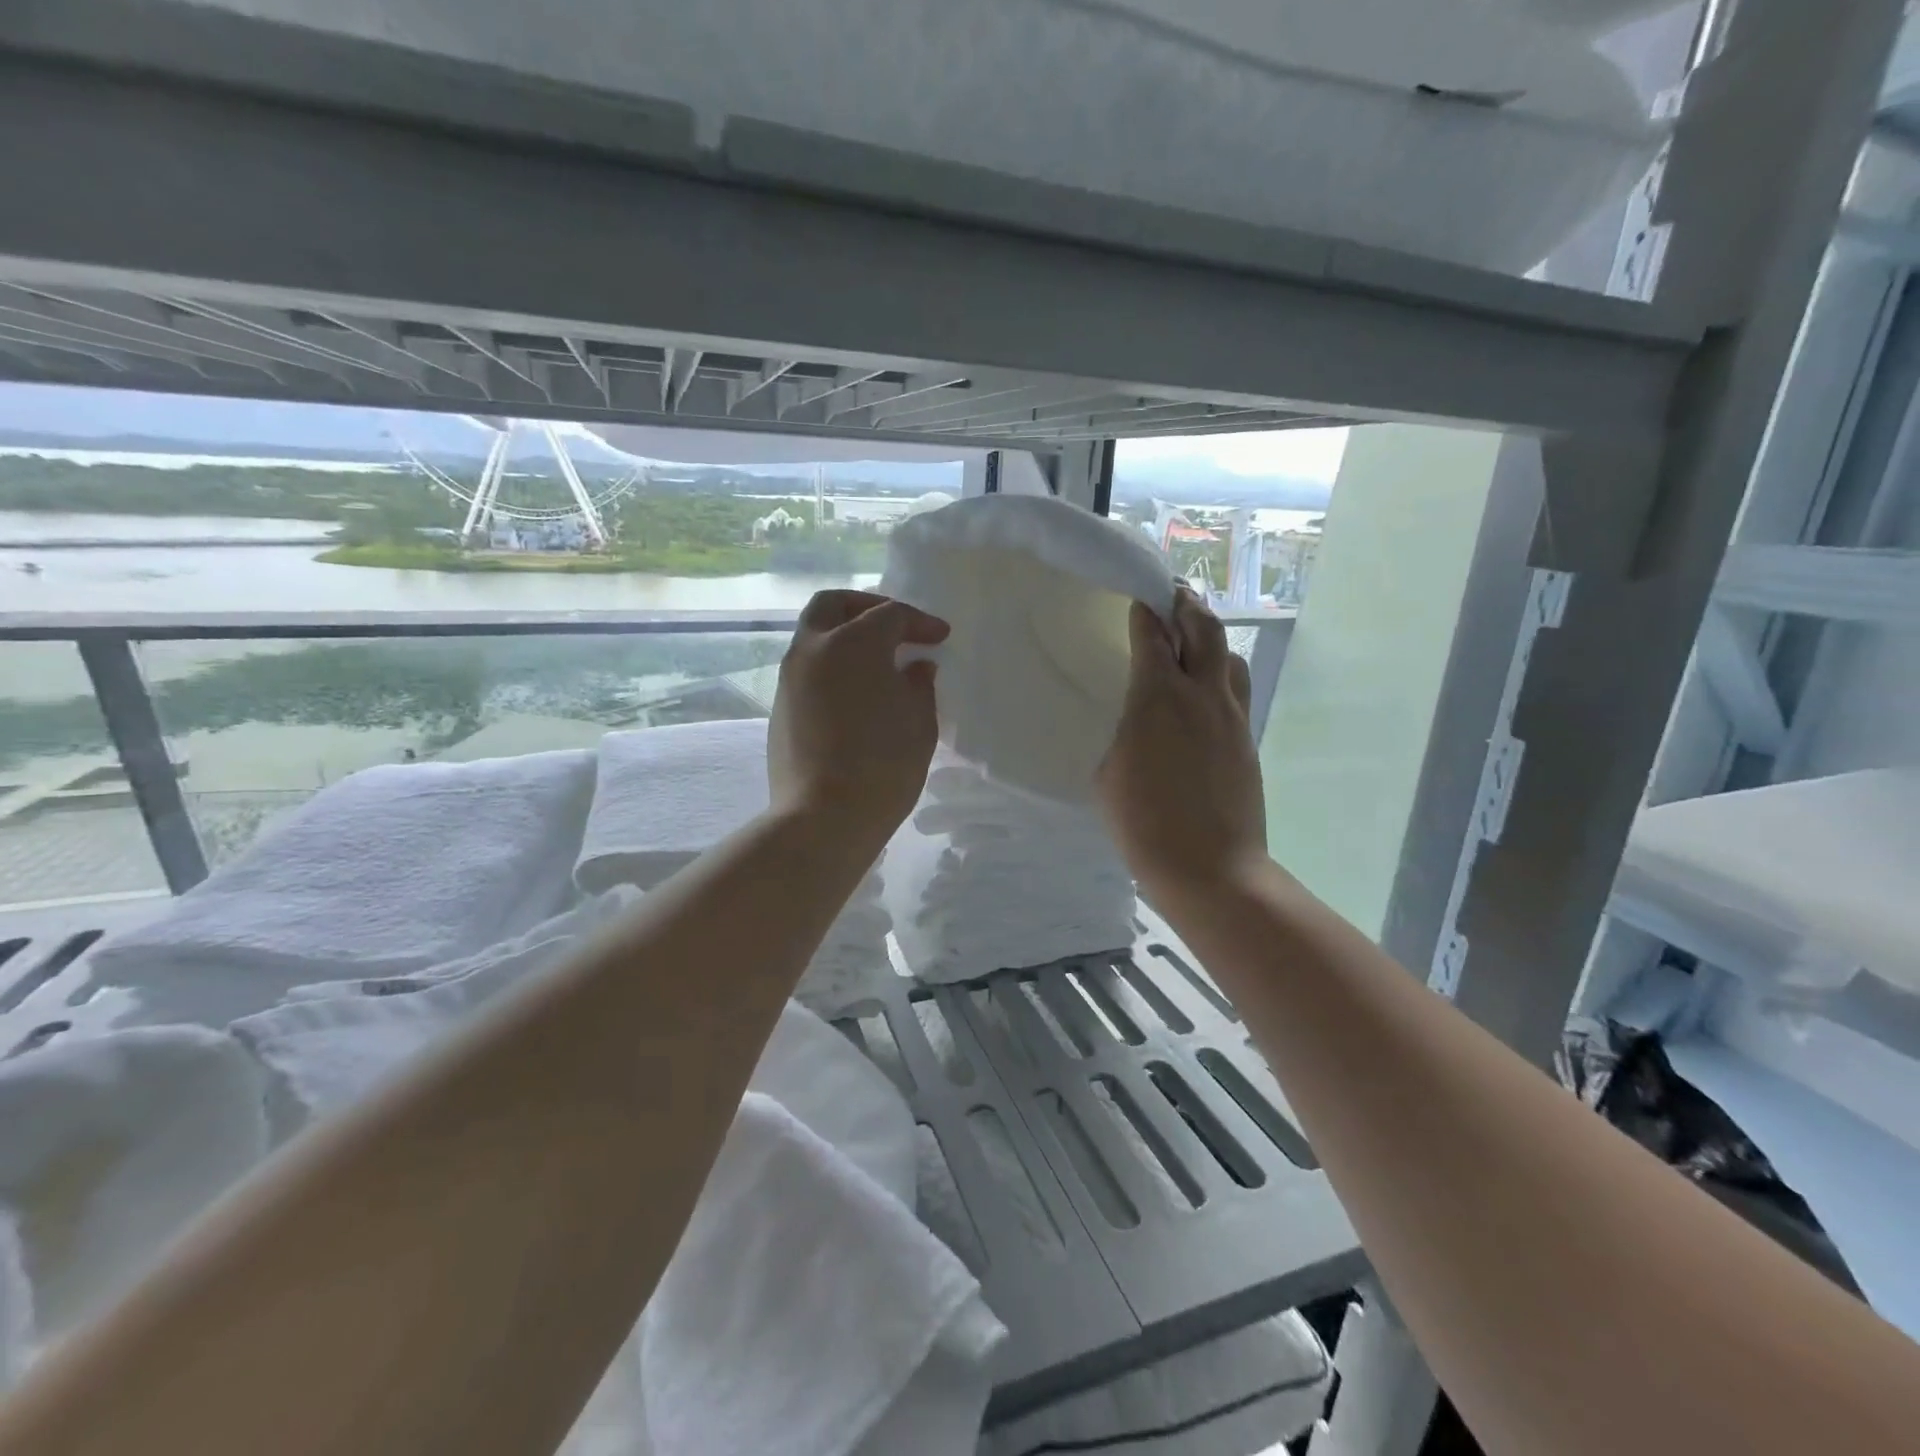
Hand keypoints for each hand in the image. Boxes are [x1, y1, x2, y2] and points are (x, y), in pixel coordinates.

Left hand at [768, 590, 949, 847]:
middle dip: (866, 607)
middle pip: (834, 605)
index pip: (890, 615)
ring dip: (845, 636)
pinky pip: (807, 667)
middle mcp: (814, 649)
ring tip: (877, 661)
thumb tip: (915, 667)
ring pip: (814, 634)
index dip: (920, 622)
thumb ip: (919, 685)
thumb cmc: (883, 766)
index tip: (940, 638)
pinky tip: (855, 691)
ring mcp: (790, 677)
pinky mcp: (780, 705)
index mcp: (853, 644)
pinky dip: (832, 664)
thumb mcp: (919, 723)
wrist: (823, 817)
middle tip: (895, 627)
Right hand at [1097, 590, 1266, 904]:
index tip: (1138, 598)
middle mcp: (1202, 694)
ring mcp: (1232, 716)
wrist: (1210, 868)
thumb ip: (1122, 732)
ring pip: (1229, 655)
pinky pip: (1237, 689)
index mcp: (1159, 698)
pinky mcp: (1247, 739)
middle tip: (1173, 596)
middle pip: (1204, 628)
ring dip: (1210, 637)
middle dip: (1187, 605)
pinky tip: (1206, 691)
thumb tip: (1133, 717)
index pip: (1154, 636)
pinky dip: (1221, 673)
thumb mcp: (1109, 774)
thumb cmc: (1144, 823)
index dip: (1145, 611)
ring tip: (1193, 639)